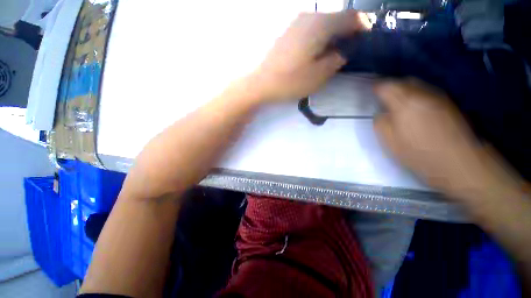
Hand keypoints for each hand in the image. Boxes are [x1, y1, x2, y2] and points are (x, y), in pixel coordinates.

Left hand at [248, 10, 361, 101]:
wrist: (261, 83)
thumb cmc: (290, 81)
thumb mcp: (319, 75)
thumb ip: (337, 59)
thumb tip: (344, 51)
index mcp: (320, 24)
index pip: (351, 17)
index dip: (362, 28)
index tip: (365, 43)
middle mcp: (308, 17)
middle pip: (336, 19)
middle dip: (346, 33)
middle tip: (348, 52)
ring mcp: (295, 23)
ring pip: (323, 25)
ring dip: (332, 37)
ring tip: (332, 55)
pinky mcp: (288, 33)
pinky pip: (310, 30)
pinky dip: (319, 39)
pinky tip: (316, 54)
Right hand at [373, 80, 522, 199]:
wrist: (460, 163)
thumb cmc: (420, 153)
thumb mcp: (390, 141)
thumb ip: (381, 123)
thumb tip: (382, 113)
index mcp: (405, 103)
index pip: (387, 86)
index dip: (377, 87)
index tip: (372, 91)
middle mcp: (423, 94)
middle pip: (404, 81)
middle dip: (392, 85)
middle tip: (383, 95)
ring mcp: (439, 98)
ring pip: (418, 85)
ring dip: (405, 89)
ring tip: (398, 100)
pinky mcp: (450, 104)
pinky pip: (428, 93)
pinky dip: (418, 95)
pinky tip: (416, 107)